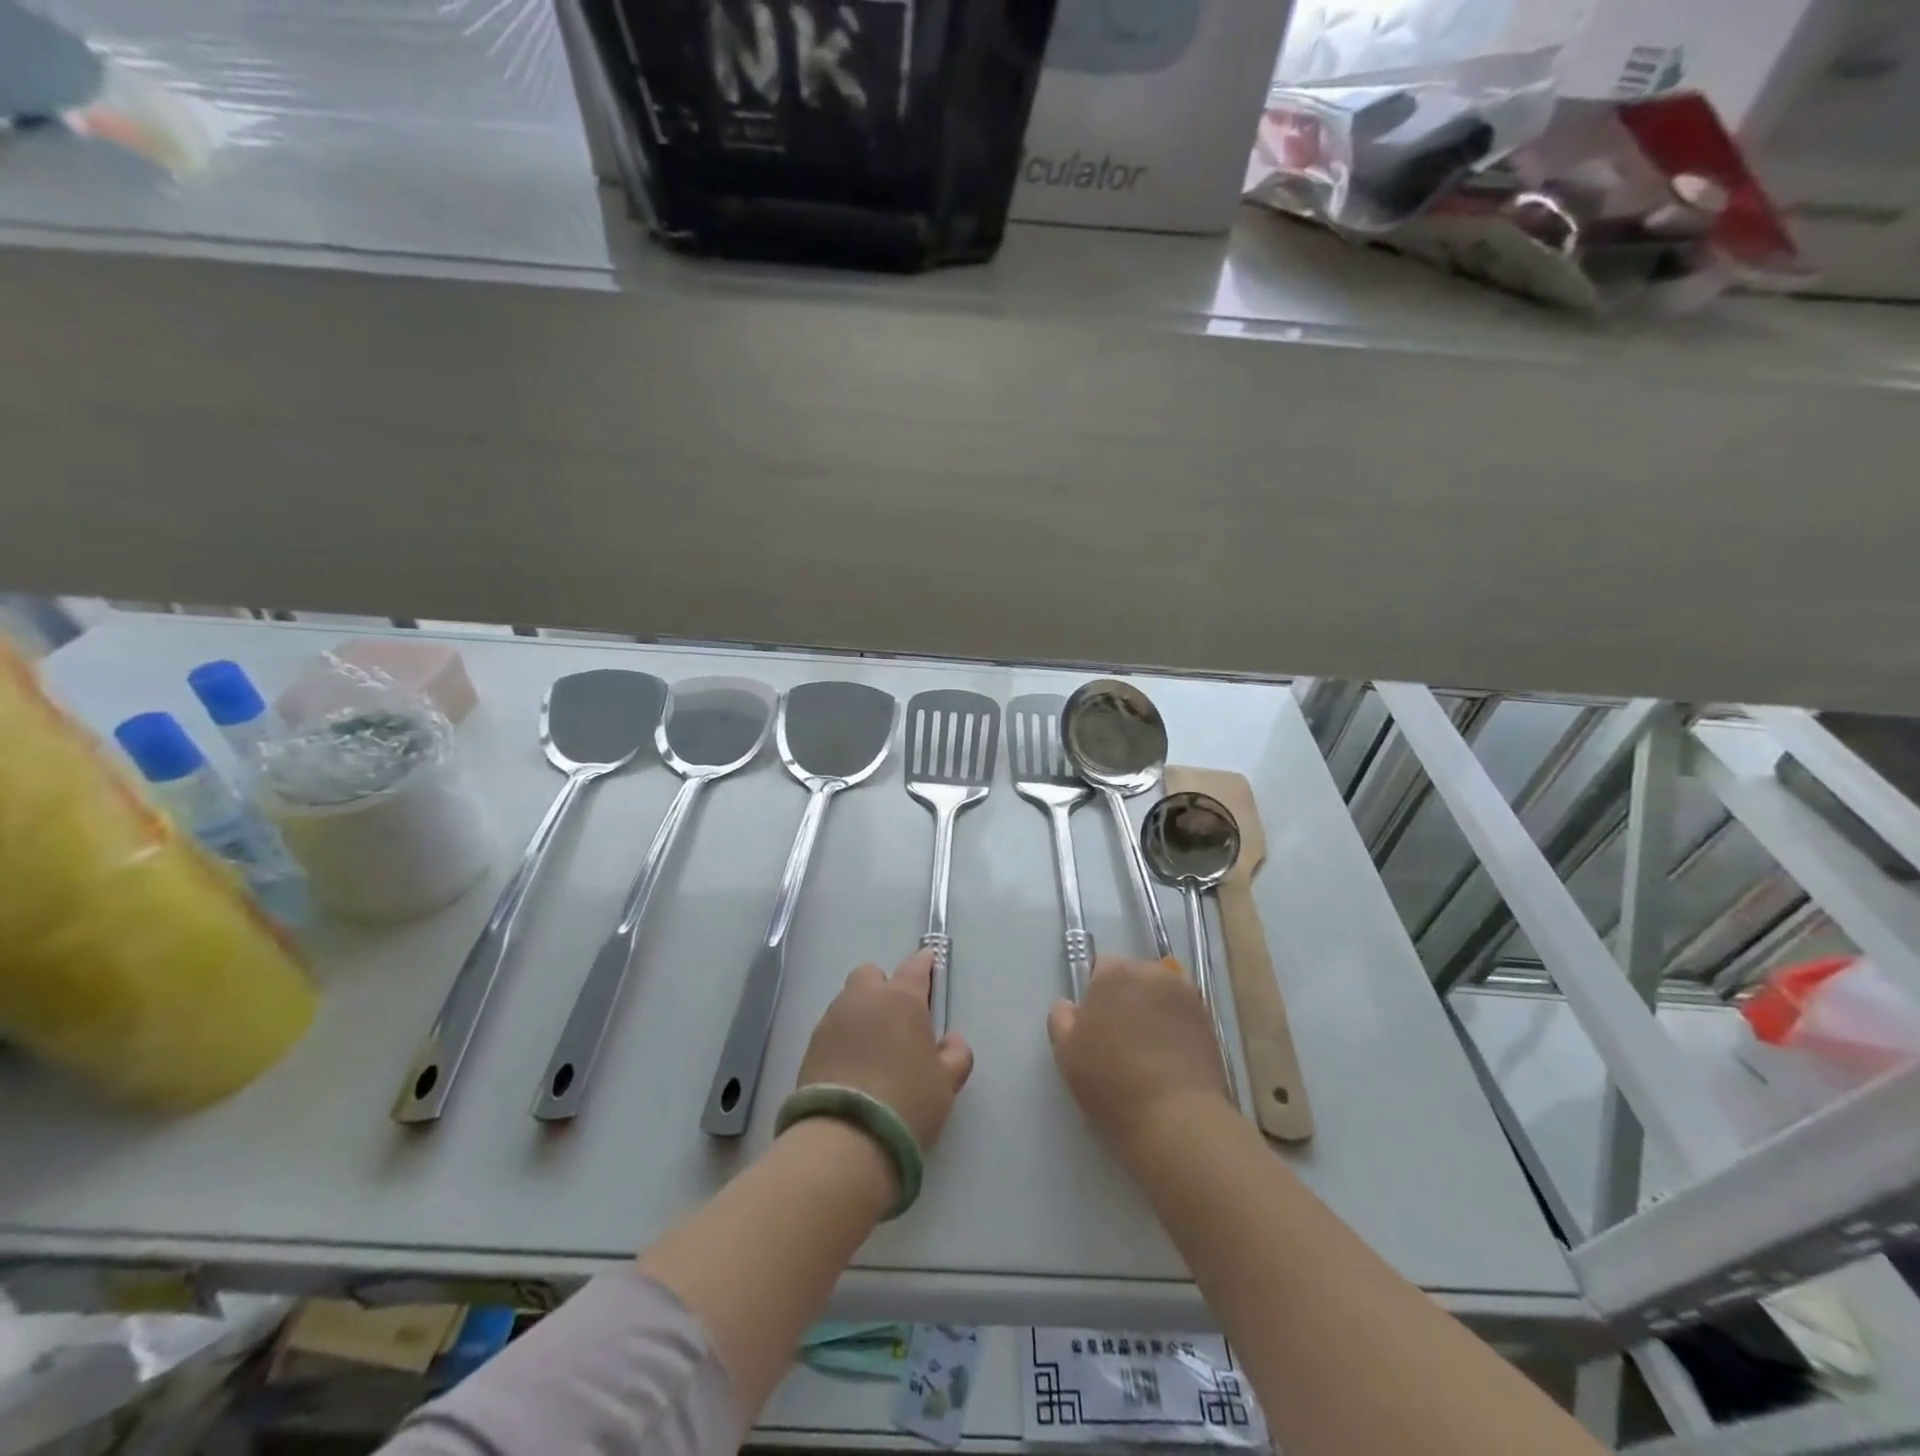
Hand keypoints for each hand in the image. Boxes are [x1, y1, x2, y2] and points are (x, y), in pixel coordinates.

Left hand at [796, 950, 974, 1149]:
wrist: (845, 1138)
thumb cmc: (908, 1101)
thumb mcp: (946, 1083)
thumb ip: (956, 1054)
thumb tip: (952, 1039)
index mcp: (902, 998)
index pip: (916, 965)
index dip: (925, 966)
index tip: (930, 974)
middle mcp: (865, 998)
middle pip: (872, 975)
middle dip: (884, 987)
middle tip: (898, 1020)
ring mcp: (833, 1019)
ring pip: (849, 1001)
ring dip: (862, 1013)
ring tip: (873, 1050)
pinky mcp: (810, 1045)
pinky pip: (832, 1029)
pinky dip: (843, 1038)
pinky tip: (852, 1067)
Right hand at [1048, 956, 1231, 1158]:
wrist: (1176, 1117)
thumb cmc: (1111, 1081)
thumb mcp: (1067, 1052)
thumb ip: (1061, 1018)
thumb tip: (1069, 1005)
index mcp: (1115, 973)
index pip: (1101, 967)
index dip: (1096, 993)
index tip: (1095, 1023)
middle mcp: (1153, 973)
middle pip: (1134, 975)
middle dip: (1126, 996)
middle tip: (1120, 1036)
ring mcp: (1186, 996)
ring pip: (1160, 994)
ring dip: (1152, 1009)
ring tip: (1148, 1048)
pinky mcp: (1208, 1021)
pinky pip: (1181, 1014)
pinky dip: (1174, 1026)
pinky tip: (1169, 1057)